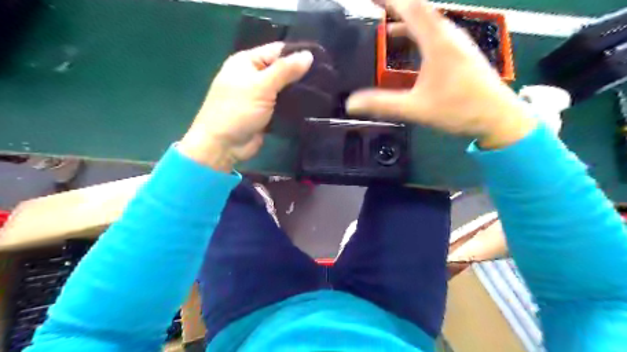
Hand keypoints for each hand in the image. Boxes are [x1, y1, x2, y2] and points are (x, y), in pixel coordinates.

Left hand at [177, 42, 313, 170]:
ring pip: (284, 88)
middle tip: (325, 77)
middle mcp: (254, 76)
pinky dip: (294, 105)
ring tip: (323, 90)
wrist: (224, 145)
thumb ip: (285, 70)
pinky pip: (283, 104)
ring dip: (299, 91)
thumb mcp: (261, 86)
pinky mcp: (266, 113)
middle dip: (301, 74)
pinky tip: (311, 104)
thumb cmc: (238, 111)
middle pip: (282, 69)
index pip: (277, 50)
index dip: (298, 53)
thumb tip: (309, 55)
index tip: (321, 60)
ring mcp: (260, 96)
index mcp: (247, 62)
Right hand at [345, 0, 536, 146]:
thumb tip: (351, 103)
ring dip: (407, 24)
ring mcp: (458, 44)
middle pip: (420, 11)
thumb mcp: (416, 108)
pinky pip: (435, 35)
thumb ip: (383, 104)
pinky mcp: (461, 54)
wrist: (498, 117)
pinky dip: (417, 36)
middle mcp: (449, 35)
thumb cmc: (459, 109)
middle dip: (396, 9)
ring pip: (429, 24)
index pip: (412, 7)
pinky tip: (409, 52)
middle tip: (374, 14)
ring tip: (386, 32)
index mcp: (438, 42)